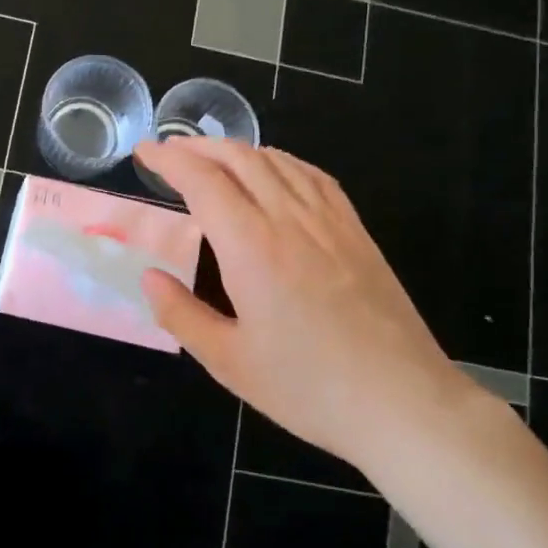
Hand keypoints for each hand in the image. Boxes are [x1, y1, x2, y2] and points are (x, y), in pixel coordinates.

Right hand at [134, 138, 480, 473]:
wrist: (403, 402)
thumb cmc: (309, 388)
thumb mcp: (230, 362)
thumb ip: (182, 315)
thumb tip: (149, 278)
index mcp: (251, 247)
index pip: (202, 181)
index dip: (169, 159)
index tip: (144, 152)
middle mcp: (289, 219)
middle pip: (239, 158)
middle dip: (198, 146)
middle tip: (169, 152)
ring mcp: (329, 220)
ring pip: (277, 161)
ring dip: (236, 150)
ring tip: (212, 158)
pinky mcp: (356, 231)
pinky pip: (313, 176)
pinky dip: (281, 161)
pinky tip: (274, 172)